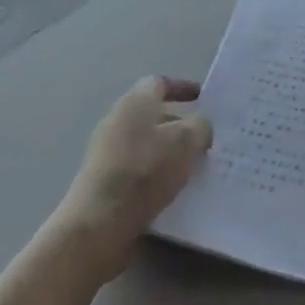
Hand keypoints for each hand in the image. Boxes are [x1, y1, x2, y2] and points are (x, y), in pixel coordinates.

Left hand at [56, 77, 211, 282]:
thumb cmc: (146, 170)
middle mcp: (116, 120)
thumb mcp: (187, 141)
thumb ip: (200, 126)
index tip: (202, 98)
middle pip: (152, 114)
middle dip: (179, 124)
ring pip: (146, 143)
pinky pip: (137, 167)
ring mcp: (106, 151)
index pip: (159, 83)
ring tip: (194, 167)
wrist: (100, 221)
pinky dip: (156, 172)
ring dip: (169, 151)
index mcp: (135, 102)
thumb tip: (199, 127)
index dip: (182, 87)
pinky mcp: (103, 180)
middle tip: (204, 138)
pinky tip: (172, 189)